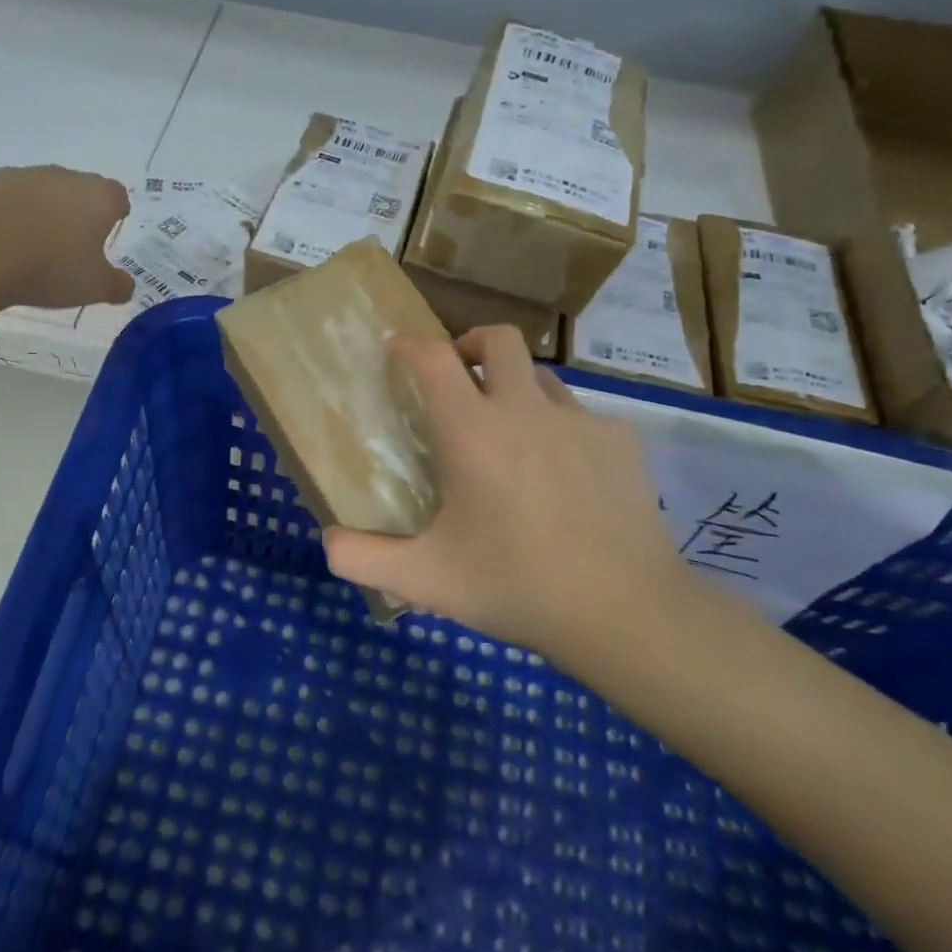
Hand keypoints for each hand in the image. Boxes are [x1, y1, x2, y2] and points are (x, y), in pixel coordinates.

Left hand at [0, 166, 133, 308]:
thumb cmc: (50, 267)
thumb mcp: (94, 288)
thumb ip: (117, 285)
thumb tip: (126, 285)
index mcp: (98, 197)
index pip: (117, 196)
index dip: (115, 214)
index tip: (107, 234)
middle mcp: (63, 176)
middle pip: (78, 190)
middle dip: (77, 213)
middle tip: (70, 247)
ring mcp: (22, 175)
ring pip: (40, 191)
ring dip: (40, 212)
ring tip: (31, 247)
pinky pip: (5, 197)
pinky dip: (7, 213)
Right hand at [322, 326, 699, 663]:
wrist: (625, 612)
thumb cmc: (515, 587)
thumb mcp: (425, 580)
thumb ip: (362, 558)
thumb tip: (327, 539)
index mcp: (473, 432)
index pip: (434, 359)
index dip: (410, 346)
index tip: (396, 351)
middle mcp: (525, 410)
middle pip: (498, 340)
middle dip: (469, 345)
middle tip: (456, 379)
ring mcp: (580, 421)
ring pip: (540, 376)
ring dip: (514, 387)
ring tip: (507, 432)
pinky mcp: (620, 441)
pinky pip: (580, 415)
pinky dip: (558, 427)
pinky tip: (560, 474)